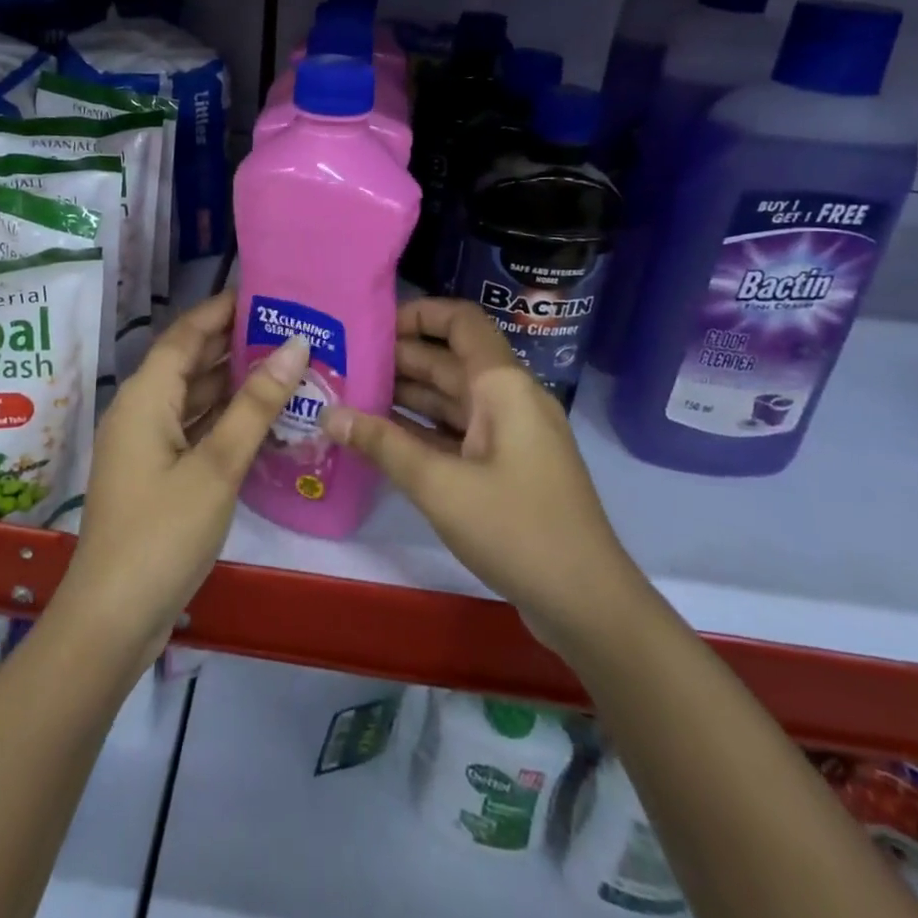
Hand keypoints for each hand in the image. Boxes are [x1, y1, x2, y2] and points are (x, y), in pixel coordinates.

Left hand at [58, 291, 307, 665]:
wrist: (113, 619)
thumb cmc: (162, 533)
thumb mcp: (217, 466)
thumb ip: (256, 405)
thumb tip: (294, 347)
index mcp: (146, 397)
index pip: (186, 334)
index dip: (221, 309)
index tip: (265, 292)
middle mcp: (142, 411)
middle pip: (190, 362)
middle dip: (235, 343)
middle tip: (289, 326)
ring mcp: (148, 444)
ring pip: (195, 397)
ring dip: (235, 381)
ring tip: (287, 363)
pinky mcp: (158, 473)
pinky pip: (195, 428)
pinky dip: (226, 417)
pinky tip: (265, 415)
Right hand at [320, 298, 641, 651]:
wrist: (588, 604)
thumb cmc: (517, 530)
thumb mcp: (440, 486)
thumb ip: (383, 445)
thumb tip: (329, 413)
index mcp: (502, 386)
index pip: (460, 321)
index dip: (418, 314)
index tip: (371, 326)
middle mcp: (508, 399)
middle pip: (450, 360)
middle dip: (398, 359)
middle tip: (343, 365)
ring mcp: (510, 435)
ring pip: (451, 399)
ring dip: (406, 395)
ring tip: (350, 396)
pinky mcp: (507, 467)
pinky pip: (458, 432)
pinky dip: (422, 430)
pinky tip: (381, 437)